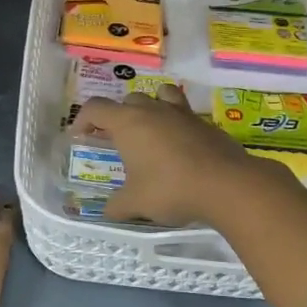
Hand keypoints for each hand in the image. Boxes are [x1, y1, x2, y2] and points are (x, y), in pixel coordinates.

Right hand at [74, 87, 282, 226]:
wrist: (227, 184)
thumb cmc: (171, 189)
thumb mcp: (136, 203)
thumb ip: (117, 206)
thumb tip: (107, 211)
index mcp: (128, 122)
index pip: (96, 108)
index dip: (83, 119)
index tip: (80, 135)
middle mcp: (153, 110)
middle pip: (128, 100)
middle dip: (118, 116)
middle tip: (116, 139)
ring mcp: (182, 113)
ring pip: (160, 95)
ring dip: (150, 107)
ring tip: (150, 129)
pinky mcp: (206, 123)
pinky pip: (184, 113)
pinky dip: (176, 123)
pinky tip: (180, 146)